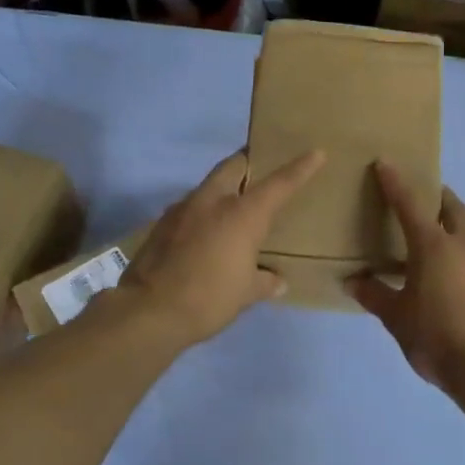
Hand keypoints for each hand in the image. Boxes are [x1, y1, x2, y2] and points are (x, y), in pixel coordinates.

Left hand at [119, 148, 325, 346]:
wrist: (149, 311)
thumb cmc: (209, 299)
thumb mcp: (245, 294)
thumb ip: (264, 282)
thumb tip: (277, 281)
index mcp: (241, 214)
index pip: (278, 184)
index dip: (300, 168)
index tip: (316, 153)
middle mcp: (212, 201)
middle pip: (234, 165)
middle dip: (249, 161)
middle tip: (262, 168)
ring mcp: (183, 209)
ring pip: (209, 185)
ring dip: (224, 188)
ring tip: (234, 206)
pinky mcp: (161, 224)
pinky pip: (190, 207)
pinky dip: (204, 212)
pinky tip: (206, 233)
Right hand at [346, 162, 464, 392]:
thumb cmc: (437, 339)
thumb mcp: (398, 319)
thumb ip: (375, 295)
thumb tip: (353, 282)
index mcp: (434, 246)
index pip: (409, 205)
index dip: (395, 183)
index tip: (385, 163)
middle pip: (453, 208)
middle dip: (438, 198)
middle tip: (424, 201)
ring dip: (455, 231)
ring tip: (439, 251)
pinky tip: (460, 283)